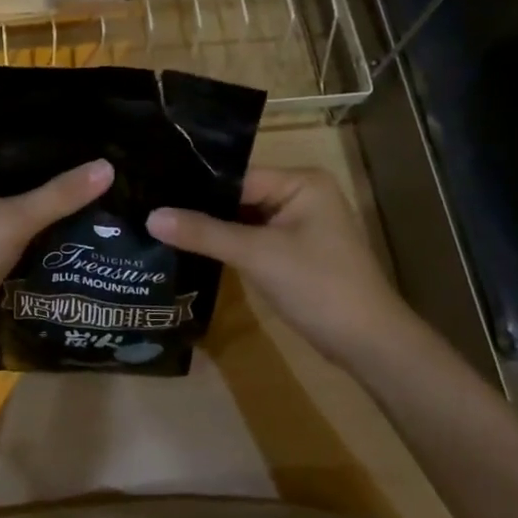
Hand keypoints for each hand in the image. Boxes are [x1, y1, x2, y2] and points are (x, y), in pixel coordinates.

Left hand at [0, 147, 113, 359]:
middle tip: (105, 182)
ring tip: (98, 206)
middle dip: (56, 186)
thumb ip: (61, 194)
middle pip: (18, 178)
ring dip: (47, 212)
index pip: (16, 148)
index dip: (56, 153)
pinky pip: (10, 231)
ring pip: (16, 207)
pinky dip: (34, 235)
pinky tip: (71, 235)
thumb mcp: (14, 222)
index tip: (98, 155)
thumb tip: (108, 166)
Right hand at [147, 168, 423, 370]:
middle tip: (149, 209)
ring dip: (212, 228)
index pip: (238, 175)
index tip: (153, 191)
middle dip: (201, 208)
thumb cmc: (318, 286)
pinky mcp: (295, 252)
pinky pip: (254, 239)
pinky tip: (191, 249)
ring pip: (244, 219)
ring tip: (161, 226)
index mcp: (301, 182)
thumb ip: (204, 233)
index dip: (197, 186)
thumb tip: (150, 216)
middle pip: (240, 195)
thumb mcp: (257, 255)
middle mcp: (302, 195)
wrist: (368, 342)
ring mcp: (300, 225)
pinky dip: (229, 245)